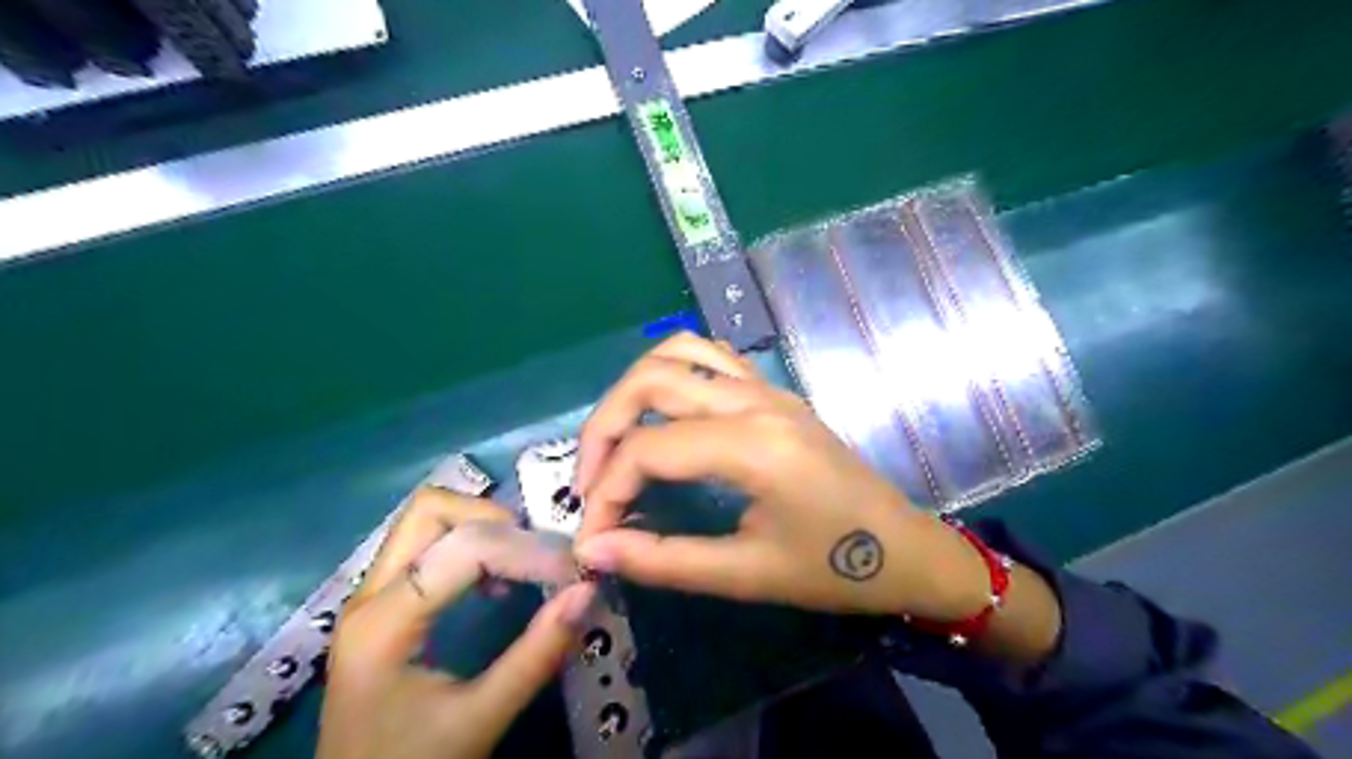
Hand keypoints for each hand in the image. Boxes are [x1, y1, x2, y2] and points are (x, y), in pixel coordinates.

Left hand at [321, 486, 593, 757]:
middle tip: (535, 551)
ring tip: (520, 563)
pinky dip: (468, 543)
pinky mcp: (382, 603)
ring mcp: (370, 595)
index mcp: (383, 624)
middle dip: (493, 517)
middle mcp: (369, 595)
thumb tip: (588, 591)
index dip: (525, 550)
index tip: (571, 571)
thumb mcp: (481, 718)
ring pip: (426, 520)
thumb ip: (536, 654)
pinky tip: (494, 584)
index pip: (462, 549)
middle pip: (430, 510)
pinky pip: (426, 544)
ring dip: (480, 526)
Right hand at [566, 334, 990, 620]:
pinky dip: (670, 375)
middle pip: (650, 381)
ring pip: (676, 353)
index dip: (605, 491)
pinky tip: (662, 417)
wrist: (905, 549)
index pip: (648, 449)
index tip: (592, 537)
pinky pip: (710, 357)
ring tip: (617, 444)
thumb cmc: (834, 570)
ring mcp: (767, 388)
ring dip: (632, 391)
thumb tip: (593, 549)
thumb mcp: (746, 575)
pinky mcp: (773, 392)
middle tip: (590, 482)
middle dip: (603, 429)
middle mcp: (756, 400)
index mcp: (754, 446)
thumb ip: (662, 560)